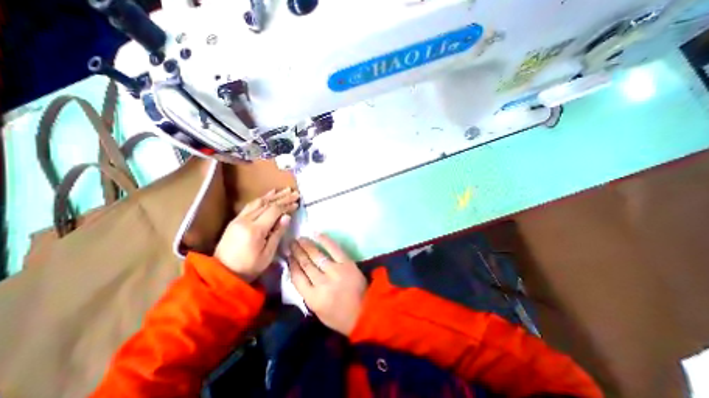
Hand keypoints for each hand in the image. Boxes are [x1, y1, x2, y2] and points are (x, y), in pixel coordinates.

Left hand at [212, 187, 295, 282]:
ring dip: (272, 195)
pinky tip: (268, 195)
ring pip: (258, 202)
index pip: (274, 211)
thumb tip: (287, 217)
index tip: (297, 203)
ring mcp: (238, 219)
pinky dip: (261, 198)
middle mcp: (245, 220)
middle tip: (294, 192)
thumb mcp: (268, 254)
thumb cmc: (249, 267)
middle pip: (267, 204)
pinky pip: (250, 205)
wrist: (222, 274)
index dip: (286, 205)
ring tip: (284, 190)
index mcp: (255, 230)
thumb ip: (277, 233)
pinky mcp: (235, 220)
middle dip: (282, 197)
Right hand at [286, 237, 364, 334]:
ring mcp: (335, 271)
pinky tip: (316, 234)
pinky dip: (324, 240)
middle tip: (291, 243)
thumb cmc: (340, 316)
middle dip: (296, 252)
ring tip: (299, 238)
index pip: (297, 277)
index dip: (291, 265)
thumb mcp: (318, 311)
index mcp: (313, 298)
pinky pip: (334, 248)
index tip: (288, 256)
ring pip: (316, 255)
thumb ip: (307, 293)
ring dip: (306, 245)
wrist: (366, 311)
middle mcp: (322, 282)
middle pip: (305, 264)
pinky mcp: (347, 263)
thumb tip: (299, 273)